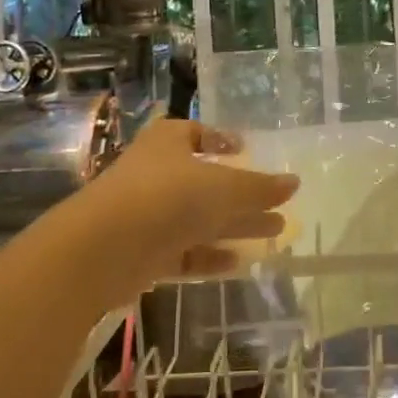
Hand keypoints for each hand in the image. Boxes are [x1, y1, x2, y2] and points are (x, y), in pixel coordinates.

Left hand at [79, 117, 299, 285]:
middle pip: (205, 182)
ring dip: (234, 226)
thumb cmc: (167, 197)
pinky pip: (183, 252)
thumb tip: (294, 182)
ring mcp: (146, 216)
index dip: (220, 139)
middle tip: (277, 206)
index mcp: (168, 143)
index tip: (246, 150)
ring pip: (198, 219)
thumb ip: (259, 187)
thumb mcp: (223, 187)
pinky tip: (239, 264)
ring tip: (274, 234)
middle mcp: (155, 175)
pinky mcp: (142, 254)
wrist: (103, 248)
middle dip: (242, 194)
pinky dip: (209, 256)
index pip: (195, 133)